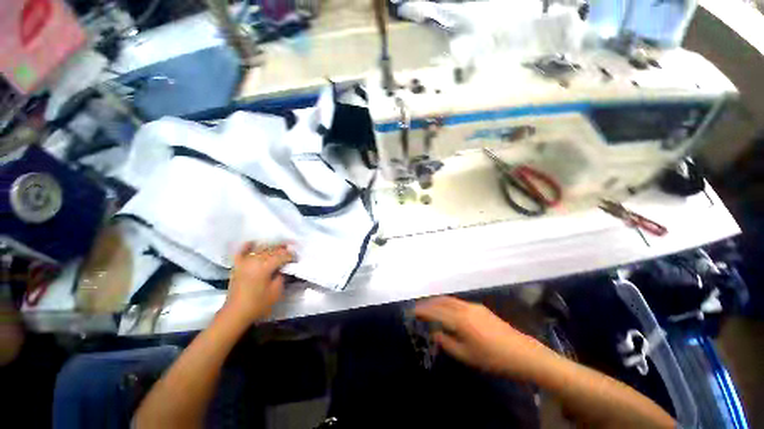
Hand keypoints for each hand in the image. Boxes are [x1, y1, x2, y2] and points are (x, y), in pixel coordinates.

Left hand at [222, 242, 293, 324]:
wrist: (235, 313)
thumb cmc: (258, 304)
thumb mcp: (276, 291)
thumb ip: (281, 276)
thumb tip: (282, 267)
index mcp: (265, 267)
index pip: (282, 256)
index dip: (290, 256)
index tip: (296, 258)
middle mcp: (254, 260)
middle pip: (271, 250)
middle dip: (282, 249)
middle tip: (290, 252)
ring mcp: (244, 262)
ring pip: (260, 249)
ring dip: (270, 247)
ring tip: (278, 248)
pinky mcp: (237, 265)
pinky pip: (242, 251)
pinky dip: (248, 246)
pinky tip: (254, 243)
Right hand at [415, 296, 551, 379]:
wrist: (522, 353)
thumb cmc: (492, 358)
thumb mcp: (466, 356)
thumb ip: (447, 343)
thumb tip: (435, 333)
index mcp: (459, 320)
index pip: (436, 312)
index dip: (423, 311)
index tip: (413, 311)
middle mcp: (464, 308)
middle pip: (442, 302)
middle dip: (429, 303)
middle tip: (419, 307)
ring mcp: (473, 306)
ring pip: (450, 300)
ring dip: (438, 301)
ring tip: (430, 306)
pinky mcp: (480, 308)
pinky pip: (458, 302)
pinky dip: (448, 303)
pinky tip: (447, 309)